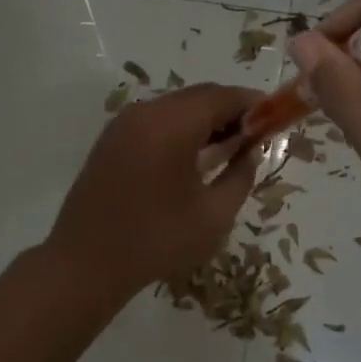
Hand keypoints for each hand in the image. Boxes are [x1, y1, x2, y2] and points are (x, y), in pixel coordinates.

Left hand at [47, 82, 261, 301]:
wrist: (85, 264)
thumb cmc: (156, 241)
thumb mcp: (214, 216)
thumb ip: (240, 176)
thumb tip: (250, 152)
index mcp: (171, 124)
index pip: (222, 97)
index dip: (252, 103)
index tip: (275, 118)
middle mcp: (145, 113)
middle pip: (198, 97)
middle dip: (230, 110)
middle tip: (255, 136)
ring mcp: (123, 125)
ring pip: (175, 107)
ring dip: (205, 119)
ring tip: (228, 148)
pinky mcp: (110, 141)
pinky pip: (155, 121)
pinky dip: (180, 129)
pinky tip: (192, 158)